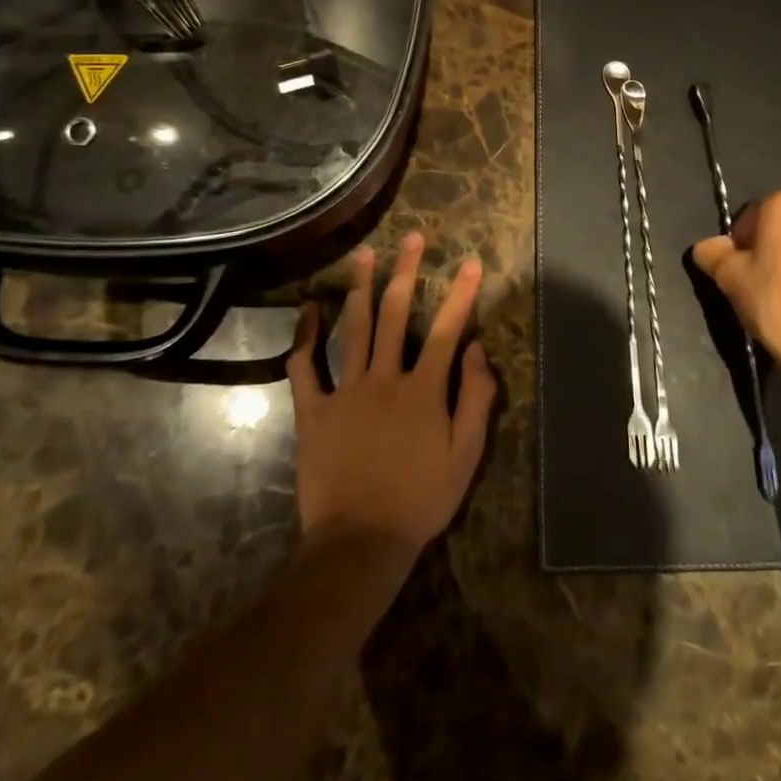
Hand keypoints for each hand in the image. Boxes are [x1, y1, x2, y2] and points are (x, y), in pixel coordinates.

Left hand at [287, 233, 496, 557]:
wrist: (360, 543)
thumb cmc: (420, 500)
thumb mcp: (465, 456)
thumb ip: (476, 399)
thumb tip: (476, 350)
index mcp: (423, 389)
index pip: (446, 330)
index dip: (461, 294)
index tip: (471, 262)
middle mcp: (384, 378)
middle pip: (395, 314)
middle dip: (407, 271)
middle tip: (413, 237)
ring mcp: (345, 391)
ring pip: (353, 328)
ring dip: (360, 287)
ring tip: (365, 253)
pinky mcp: (314, 411)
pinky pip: (305, 367)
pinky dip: (304, 336)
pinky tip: (308, 308)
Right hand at [692, 192, 780, 441]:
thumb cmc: (776, 302)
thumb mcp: (730, 277)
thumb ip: (713, 254)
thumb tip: (707, 246)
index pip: (751, 214)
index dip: (738, 241)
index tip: (735, 268)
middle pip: (780, 225)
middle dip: (766, 246)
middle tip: (754, 280)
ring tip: (778, 294)